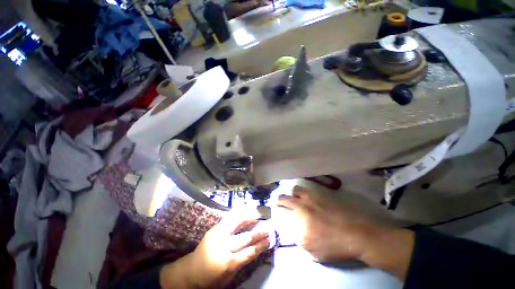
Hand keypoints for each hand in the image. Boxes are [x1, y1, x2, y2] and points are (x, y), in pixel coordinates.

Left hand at [160, 212, 269, 288]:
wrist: (191, 271)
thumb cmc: (211, 278)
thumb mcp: (229, 276)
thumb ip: (242, 261)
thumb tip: (255, 248)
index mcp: (227, 263)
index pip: (249, 252)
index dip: (261, 245)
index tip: (270, 239)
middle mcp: (223, 246)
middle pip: (245, 237)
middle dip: (258, 232)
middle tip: (268, 227)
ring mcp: (217, 235)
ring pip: (236, 224)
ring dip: (248, 218)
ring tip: (257, 214)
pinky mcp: (214, 229)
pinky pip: (228, 220)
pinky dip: (238, 216)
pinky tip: (244, 213)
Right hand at [277, 186, 413, 279]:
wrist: (357, 233)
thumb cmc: (335, 246)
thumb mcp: (313, 252)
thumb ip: (298, 239)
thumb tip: (290, 228)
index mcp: (298, 226)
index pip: (279, 215)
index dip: (274, 213)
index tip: (274, 212)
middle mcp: (300, 208)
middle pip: (282, 199)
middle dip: (277, 201)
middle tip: (277, 202)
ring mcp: (309, 199)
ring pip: (293, 190)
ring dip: (290, 194)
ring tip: (293, 198)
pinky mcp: (318, 193)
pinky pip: (304, 188)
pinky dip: (300, 191)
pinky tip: (304, 195)